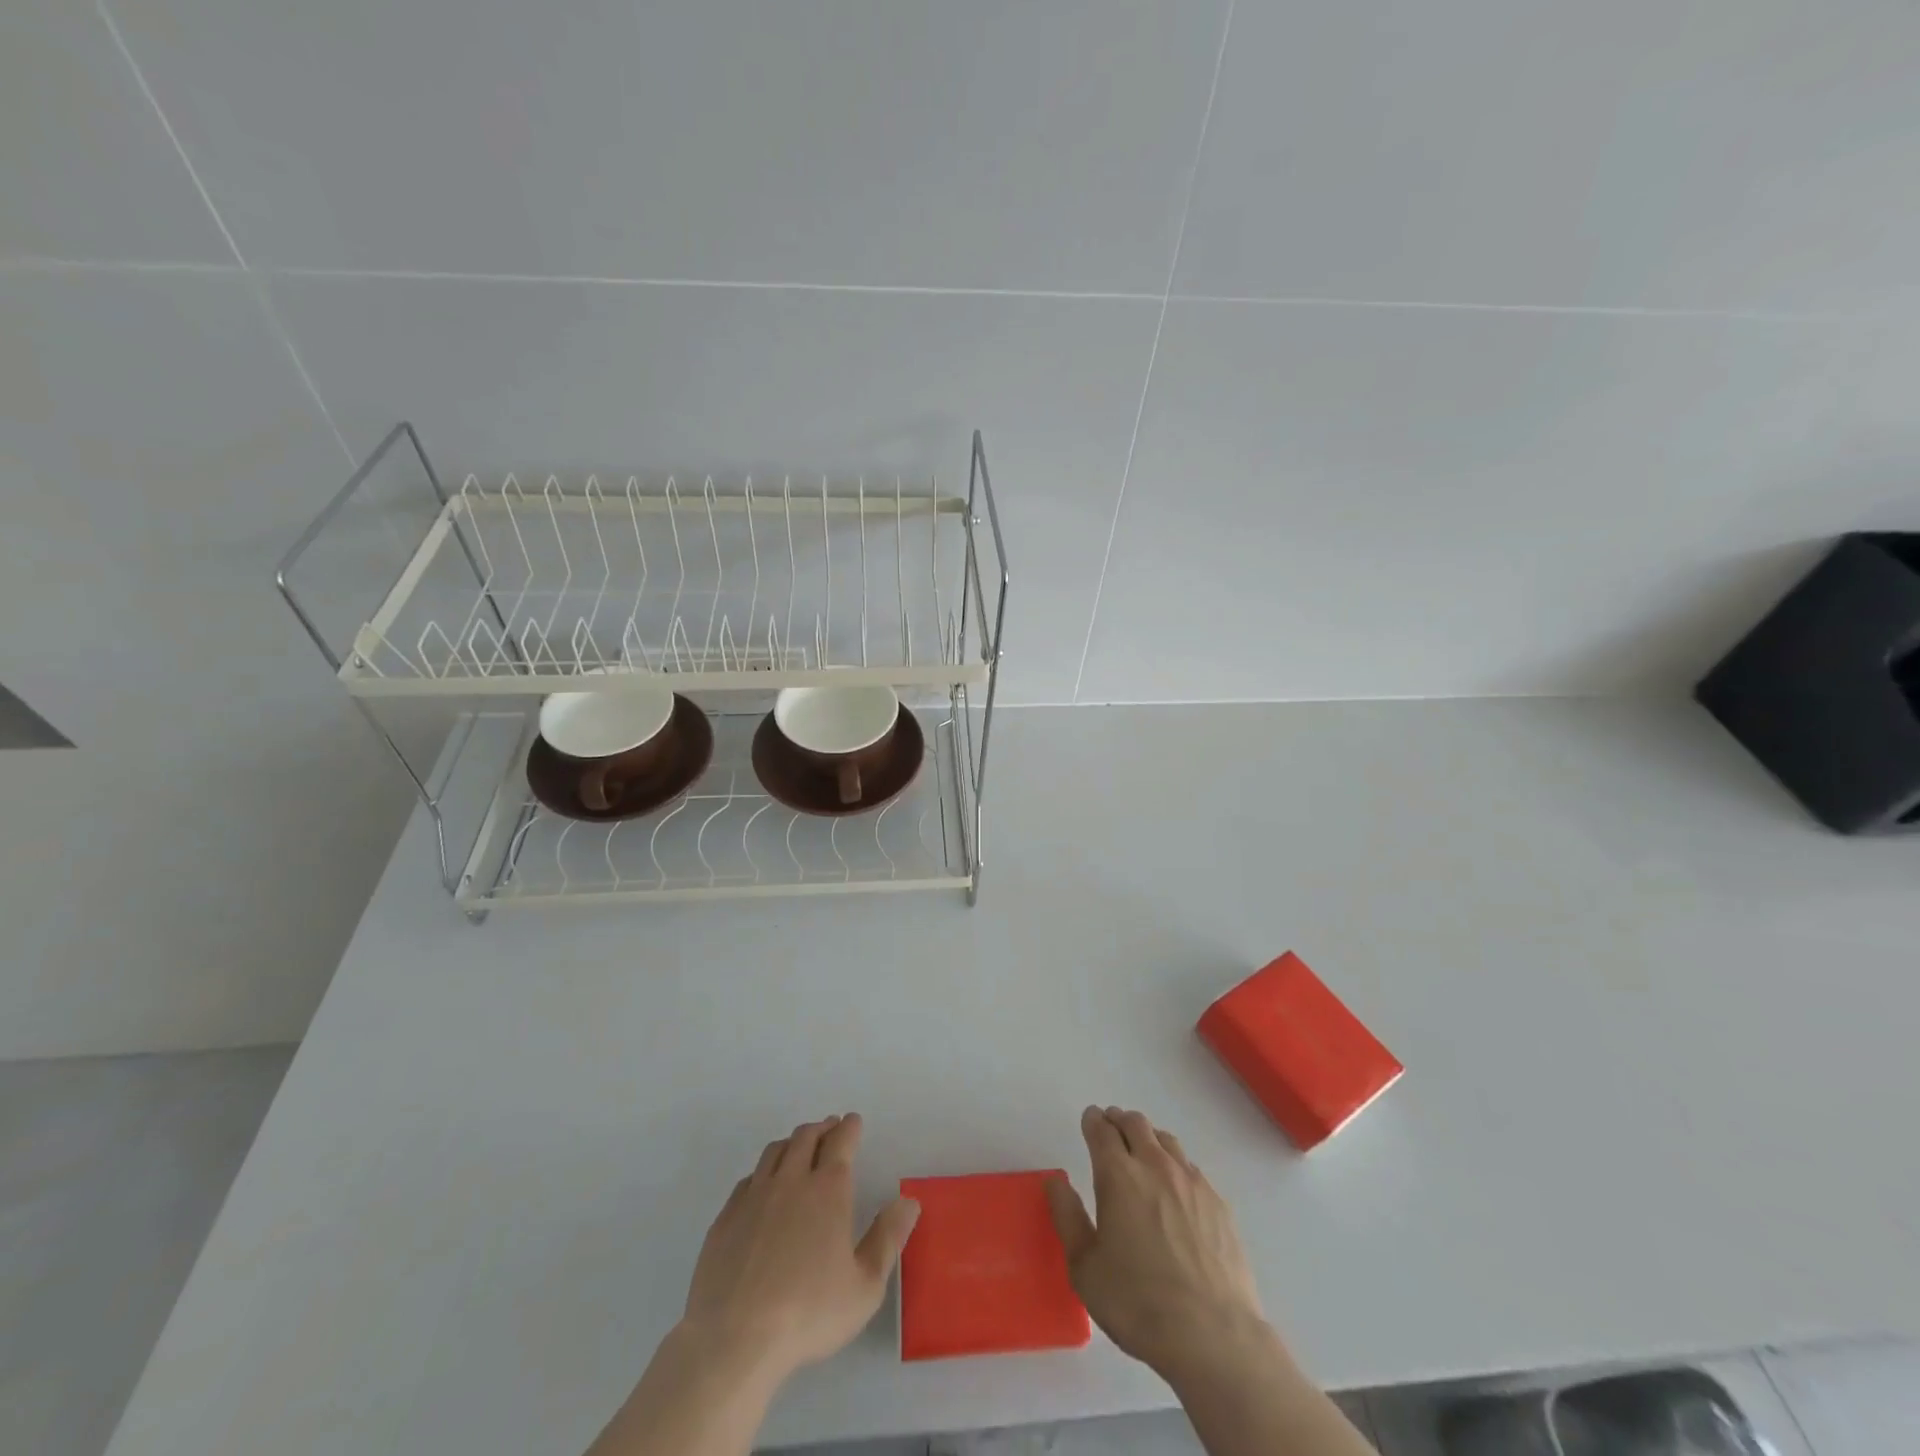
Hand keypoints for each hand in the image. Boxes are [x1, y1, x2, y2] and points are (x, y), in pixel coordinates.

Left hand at [680, 1113, 919, 1383]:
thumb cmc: (809, 1313)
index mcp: (828, 1190)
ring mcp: (754, 1196)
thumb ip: (888, 1239)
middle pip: (806, 1137)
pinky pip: (748, 1179)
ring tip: (799, 1147)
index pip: (841, 1142)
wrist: (734, 1339)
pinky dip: (763, 1171)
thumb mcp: (865, 1287)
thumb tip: (908, 1201)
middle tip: (830, 1128)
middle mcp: (791, 1181)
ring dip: (792, 1142)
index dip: (849, 1128)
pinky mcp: (725, 1217)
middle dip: (821, 1128)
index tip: (853, 1121)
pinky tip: (764, 1186)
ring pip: (775, 1151)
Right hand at [1046, 1106, 1269, 1383]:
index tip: (1089, 1120)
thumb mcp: (1085, 1268)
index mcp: (1118, 1175)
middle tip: (1111, 1129)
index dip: (1093, 1121)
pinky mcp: (1218, 1202)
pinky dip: (1175, 1164)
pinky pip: (1191, 1167)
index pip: (1102, 1130)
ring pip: (1165, 1140)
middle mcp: (1155, 1166)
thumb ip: (1067, 1217)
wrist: (1213, 1336)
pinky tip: (1175, 1189)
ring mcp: (1191, 1182)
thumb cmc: (1138, 1303)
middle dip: (1119, 1120)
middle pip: (1135, 1124)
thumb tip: (1055, 1181)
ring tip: (1142, 1152)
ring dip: (1148, 1137)